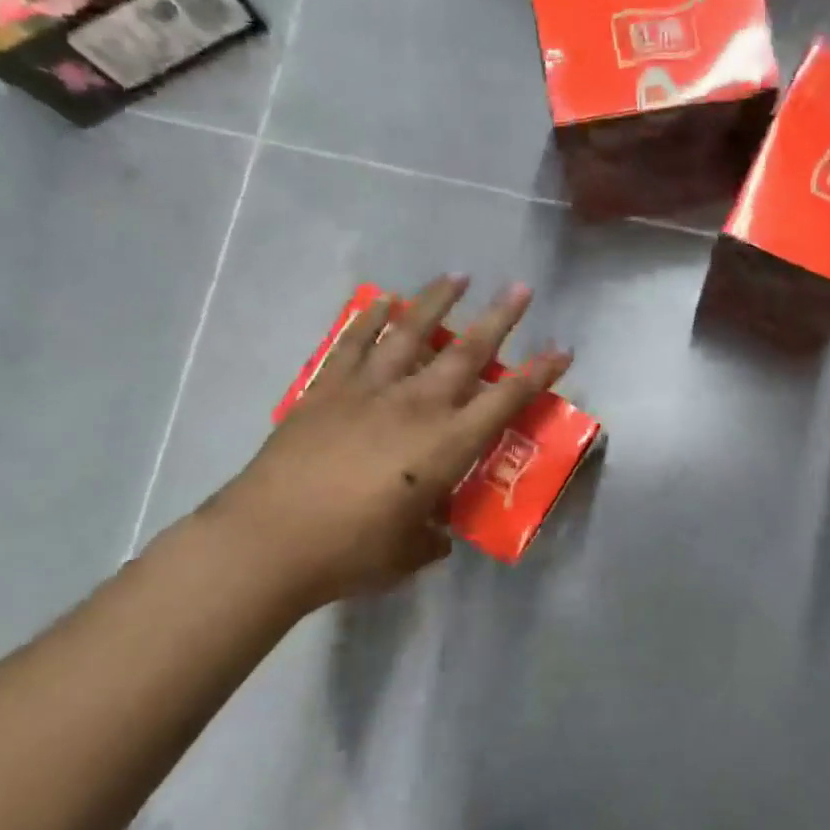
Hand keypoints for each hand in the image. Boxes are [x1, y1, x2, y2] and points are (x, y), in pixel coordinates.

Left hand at [206, 275, 571, 610]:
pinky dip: (370, 319)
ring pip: (410, 334)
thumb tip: (435, 531)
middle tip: (520, 288)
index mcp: (446, 445)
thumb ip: (431, 536)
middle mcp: (415, 406)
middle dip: (499, 318)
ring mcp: (368, 391)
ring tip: (457, 276)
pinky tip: (384, 300)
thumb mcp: (408, 553)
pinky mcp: (326, 391)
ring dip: (436, 302)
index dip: (539, 374)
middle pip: (466, 352)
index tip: (562, 349)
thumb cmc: (350, 553)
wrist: (268, 541)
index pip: (506, 400)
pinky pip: (353, 344)